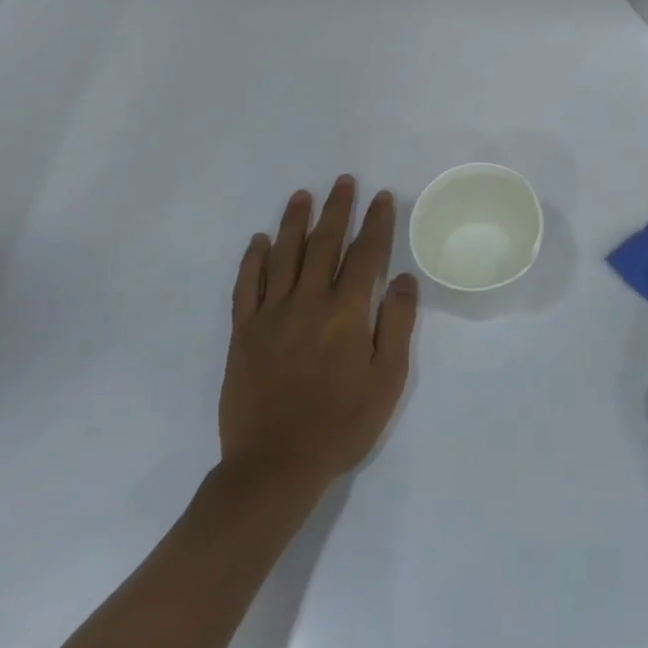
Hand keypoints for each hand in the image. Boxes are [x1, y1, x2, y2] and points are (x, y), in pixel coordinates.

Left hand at [219, 176, 418, 500]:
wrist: (275, 466)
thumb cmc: (340, 425)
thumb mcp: (386, 381)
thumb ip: (396, 325)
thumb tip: (403, 279)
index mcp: (346, 313)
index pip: (365, 255)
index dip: (375, 223)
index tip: (381, 197)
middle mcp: (308, 303)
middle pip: (323, 244)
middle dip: (336, 209)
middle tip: (343, 181)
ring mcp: (271, 315)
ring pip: (284, 256)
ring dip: (294, 222)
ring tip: (302, 195)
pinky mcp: (243, 333)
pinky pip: (246, 286)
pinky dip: (253, 260)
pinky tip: (259, 241)